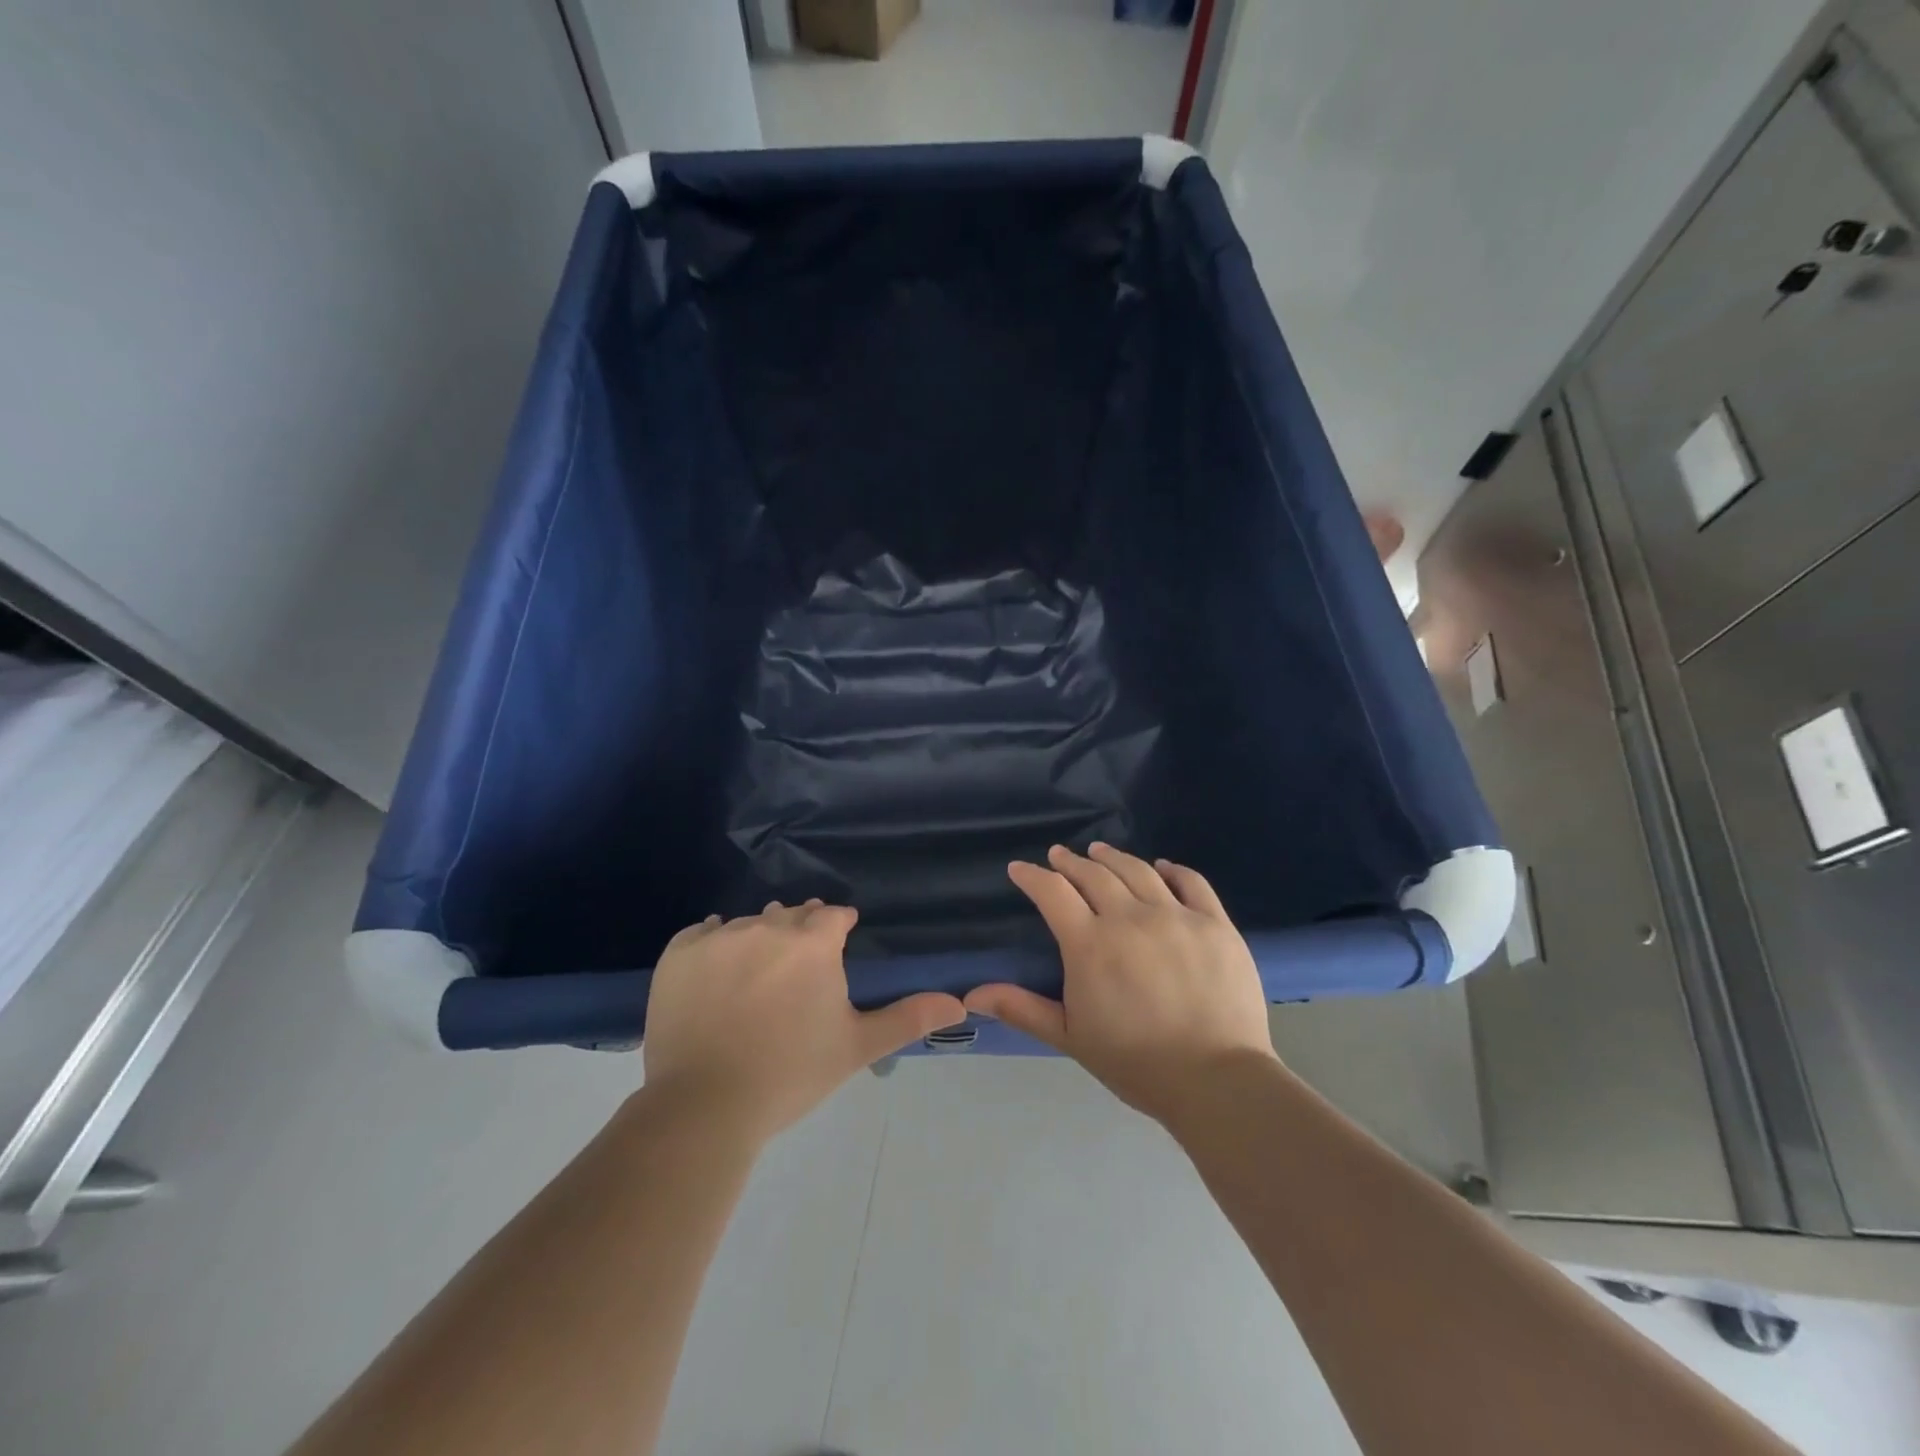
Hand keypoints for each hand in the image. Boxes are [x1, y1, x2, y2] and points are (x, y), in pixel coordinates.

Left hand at [642, 900, 965, 1140]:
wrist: (704, 1107)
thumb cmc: (790, 1074)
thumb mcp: (856, 1046)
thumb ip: (908, 1017)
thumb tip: (959, 1001)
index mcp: (812, 942)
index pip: (833, 915)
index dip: (838, 932)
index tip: (835, 954)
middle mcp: (767, 926)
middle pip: (792, 915)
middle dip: (800, 935)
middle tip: (795, 978)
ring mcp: (719, 936)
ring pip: (750, 923)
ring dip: (759, 941)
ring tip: (755, 983)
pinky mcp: (678, 952)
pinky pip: (703, 933)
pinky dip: (714, 947)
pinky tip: (717, 976)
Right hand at [964, 845, 1276, 1122]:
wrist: (1216, 1081)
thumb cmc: (1135, 1063)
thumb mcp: (1070, 1037)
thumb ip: (1021, 1009)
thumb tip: (972, 994)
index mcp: (1090, 944)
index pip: (1052, 892)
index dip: (1032, 876)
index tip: (1020, 868)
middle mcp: (1130, 918)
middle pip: (1094, 874)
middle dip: (1070, 861)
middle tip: (1059, 855)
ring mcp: (1176, 916)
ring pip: (1138, 871)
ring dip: (1113, 858)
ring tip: (1100, 851)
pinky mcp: (1215, 923)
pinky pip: (1192, 883)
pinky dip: (1173, 869)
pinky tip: (1162, 866)